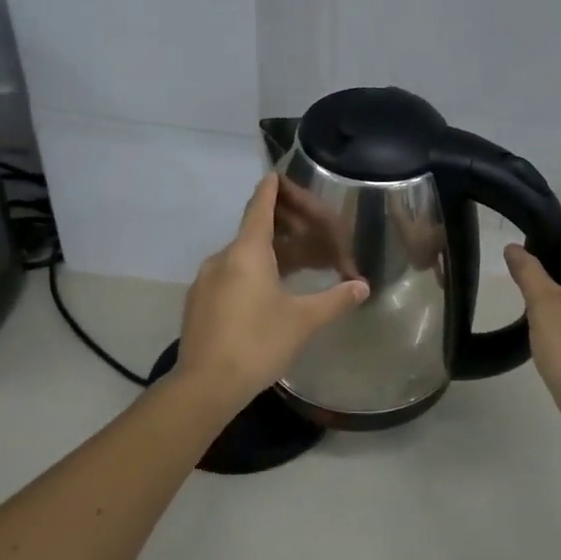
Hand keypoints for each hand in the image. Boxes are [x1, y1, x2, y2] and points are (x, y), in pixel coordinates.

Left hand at [175, 173, 368, 407]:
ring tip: (294, 267)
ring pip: (241, 257)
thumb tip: (362, 286)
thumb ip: (334, 299)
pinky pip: (229, 276)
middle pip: (253, 231)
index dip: (271, 190)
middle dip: (281, 229)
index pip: (260, 207)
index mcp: (247, 252)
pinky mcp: (198, 303)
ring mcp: (206, 281)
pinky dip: (249, 274)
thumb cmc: (258, 343)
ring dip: (267, 255)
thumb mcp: (303, 320)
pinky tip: (265, 295)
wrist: (205, 385)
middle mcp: (222, 258)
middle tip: (307, 233)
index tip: (277, 174)